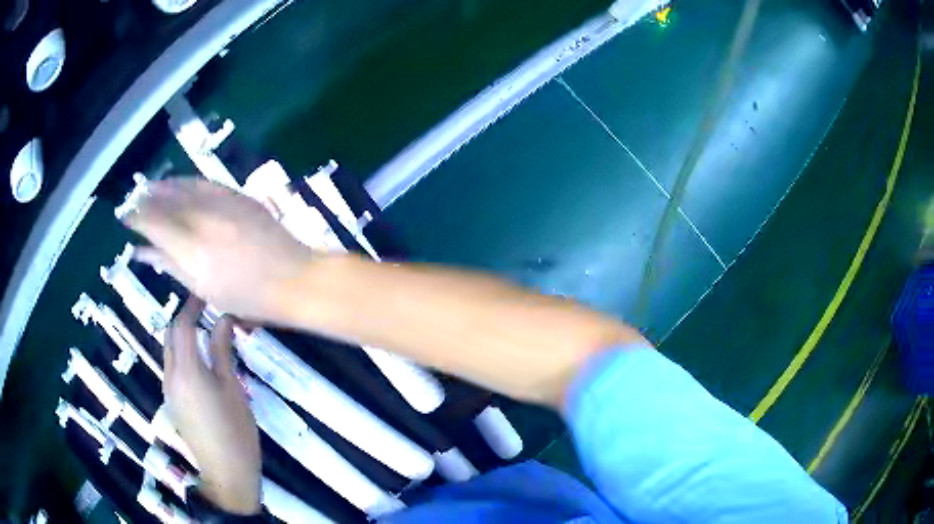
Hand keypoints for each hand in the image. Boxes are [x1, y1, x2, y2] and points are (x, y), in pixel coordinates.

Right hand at [124, 177, 313, 321]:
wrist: (293, 278)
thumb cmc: (246, 297)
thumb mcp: (202, 288)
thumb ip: (170, 265)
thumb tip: (143, 252)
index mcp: (190, 248)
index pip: (153, 224)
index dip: (136, 218)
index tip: (125, 217)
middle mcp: (203, 219)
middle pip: (166, 201)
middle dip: (146, 198)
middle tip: (133, 200)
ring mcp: (223, 204)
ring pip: (185, 187)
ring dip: (164, 186)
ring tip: (150, 187)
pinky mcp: (239, 196)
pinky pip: (206, 183)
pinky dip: (188, 182)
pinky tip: (180, 183)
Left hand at [164, 297, 260, 514]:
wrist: (226, 473)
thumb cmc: (235, 431)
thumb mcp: (233, 388)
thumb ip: (222, 351)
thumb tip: (224, 319)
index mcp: (186, 370)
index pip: (182, 326)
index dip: (192, 306)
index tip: (206, 294)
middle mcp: (170, 375)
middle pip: (171, 335)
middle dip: (184, 319)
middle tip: (206, 311)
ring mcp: (168, 390)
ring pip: (169, 351)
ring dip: (182, 337)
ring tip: (205, 332)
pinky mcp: (171, 402)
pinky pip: (171, 368)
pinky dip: (182, 355)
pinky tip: (200, 361)